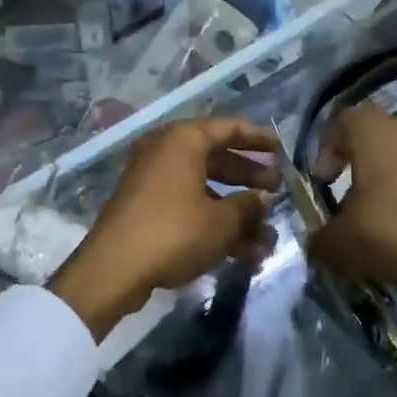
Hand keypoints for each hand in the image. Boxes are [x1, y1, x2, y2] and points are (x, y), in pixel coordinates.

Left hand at [50, 117, 279, 339]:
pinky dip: (213, 221)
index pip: (227, 128)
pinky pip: (188, 205)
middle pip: (216, 157)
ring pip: (203, 187)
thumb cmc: (174, 232)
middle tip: (278, 191)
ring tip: (267, 235)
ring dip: (235, 210)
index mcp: (182, 140)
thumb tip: (263, 198)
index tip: (281, 149)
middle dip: (248, 177)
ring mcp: (152, 180)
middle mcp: (165, 151)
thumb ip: (247, 206)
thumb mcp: (221, 222)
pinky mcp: (146, 207)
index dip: (257, 138)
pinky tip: (242, 251)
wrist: (114, 268)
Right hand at [308, 107, 396, 381]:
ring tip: (395, 220)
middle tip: (358, 202)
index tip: (324, 183)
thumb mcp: (343, 243)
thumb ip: (322, 239)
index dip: (327, 149)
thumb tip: (317, 244)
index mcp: (377, 130)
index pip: (343, 121)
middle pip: (382, 137)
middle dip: (367, 165)